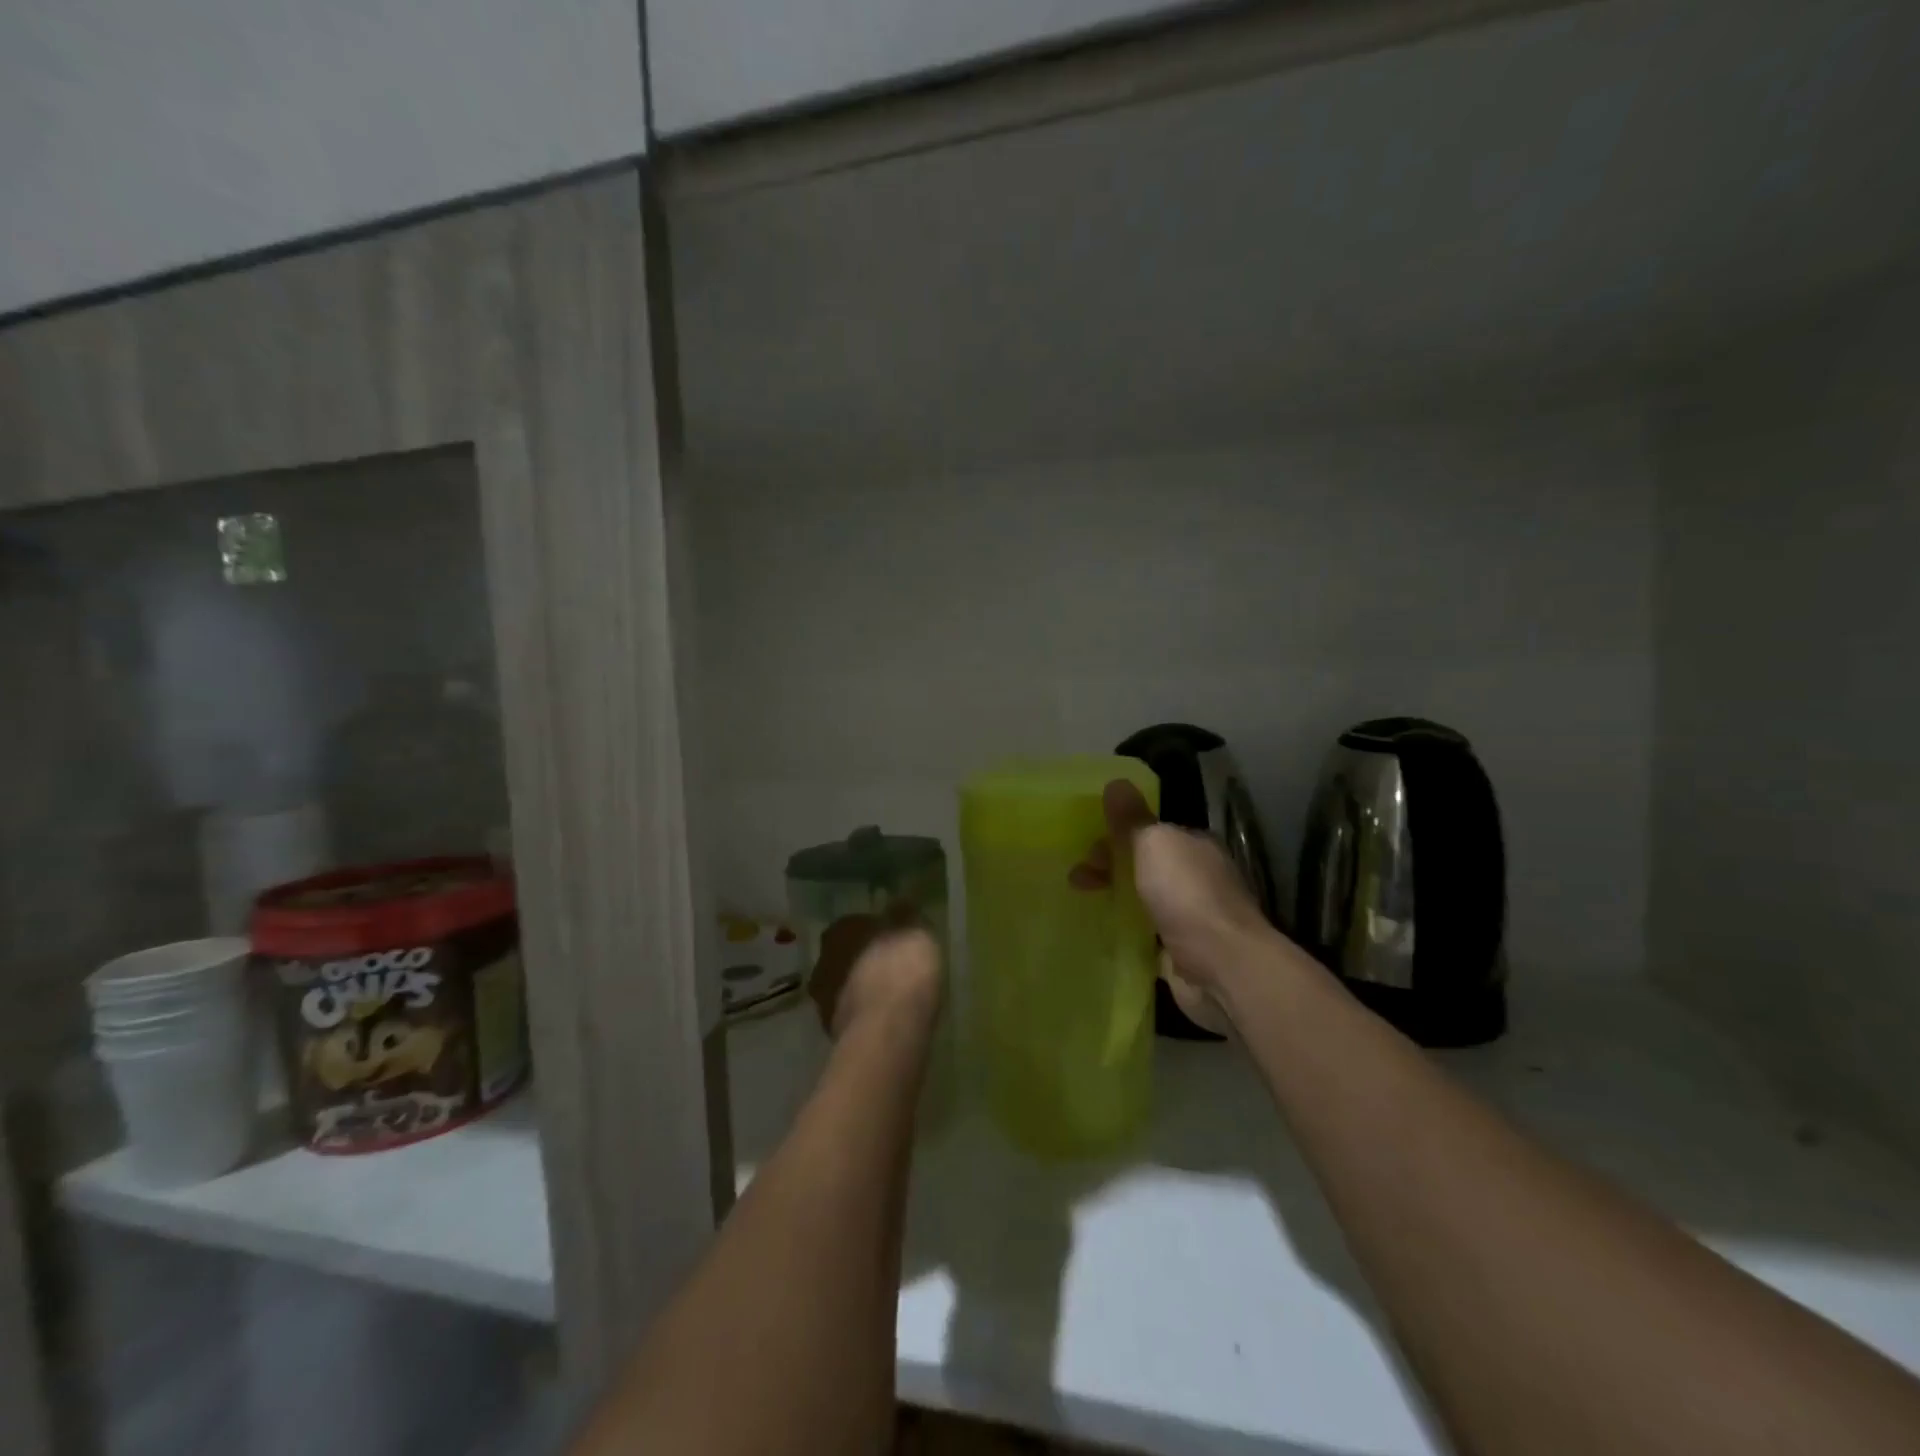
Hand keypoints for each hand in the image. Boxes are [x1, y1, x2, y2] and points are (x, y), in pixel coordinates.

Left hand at [808, 913, 942, 1041]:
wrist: (887, 1030)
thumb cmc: (903, 969)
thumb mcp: (916, 932)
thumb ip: (905, 917)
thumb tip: (898, 904)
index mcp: (841, 930)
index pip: (854, 923)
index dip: (874, 931)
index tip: (893, 939)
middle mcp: (824, 960)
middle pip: (846, 955)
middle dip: (864, 960)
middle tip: (891, 967)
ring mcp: (824, 998)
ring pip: (845, 986)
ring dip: (862, 989)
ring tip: (890, 996)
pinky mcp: (832, 1031)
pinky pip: (852, 1014)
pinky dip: (865, 1014)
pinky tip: (886, 1019)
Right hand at [1070, 780, 1277, 1027]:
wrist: (1222, 965)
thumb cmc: (1187, 894)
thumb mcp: (1154, 844)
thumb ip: (1132, 818)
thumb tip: (1115, 782)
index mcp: (1195, 846)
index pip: (1152, 832)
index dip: (1118, 834)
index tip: (1087, 845)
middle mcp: (1197, 878)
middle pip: (1145, 865)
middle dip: (1110, 866)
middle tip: (1078, 878)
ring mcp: (1191, 917)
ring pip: (1144, 899)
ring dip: (1115, 897)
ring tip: (1082, 902)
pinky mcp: (1181, 953)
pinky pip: (1146, 934)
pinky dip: (1126, 930)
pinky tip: (1102, 932)